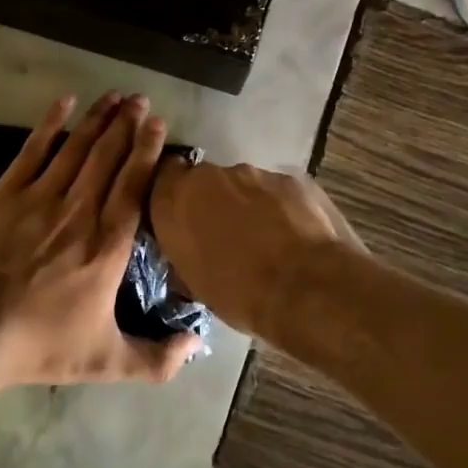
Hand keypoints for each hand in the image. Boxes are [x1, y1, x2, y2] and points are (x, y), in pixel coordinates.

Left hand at [0, 92, 205, 386]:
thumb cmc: (41, 344)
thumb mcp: (107, 360)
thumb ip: (157, 359)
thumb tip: (198, 345)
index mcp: (108, 245)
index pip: (134, 185)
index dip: (147, 151)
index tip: (158, 124)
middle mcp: (81, 211)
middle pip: (109, 157)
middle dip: (127, 125)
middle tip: (141, 99)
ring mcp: (41, 198)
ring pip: (77, 148)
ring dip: (98, 119)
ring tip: (116, 96)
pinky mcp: (7, 194)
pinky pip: (34, 150)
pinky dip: (51, 124)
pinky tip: (64, 102)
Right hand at [149, 159, 363, 340]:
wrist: (306, 288)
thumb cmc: (240, 295)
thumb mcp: (194, 283)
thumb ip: (185, 250)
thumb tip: (189, 249)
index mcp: (175, 201)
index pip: (161, 178)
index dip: (173, 194)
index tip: (181, 215)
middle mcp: (209, 177)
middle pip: (204, 181)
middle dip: (212, 201)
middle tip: (225, 234)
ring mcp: (253, 173)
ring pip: (242, 185)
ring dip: (247, 205)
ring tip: (265, 240)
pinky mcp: (290, 179)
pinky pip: (275, 191)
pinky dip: (279, 208)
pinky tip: (292, 235)